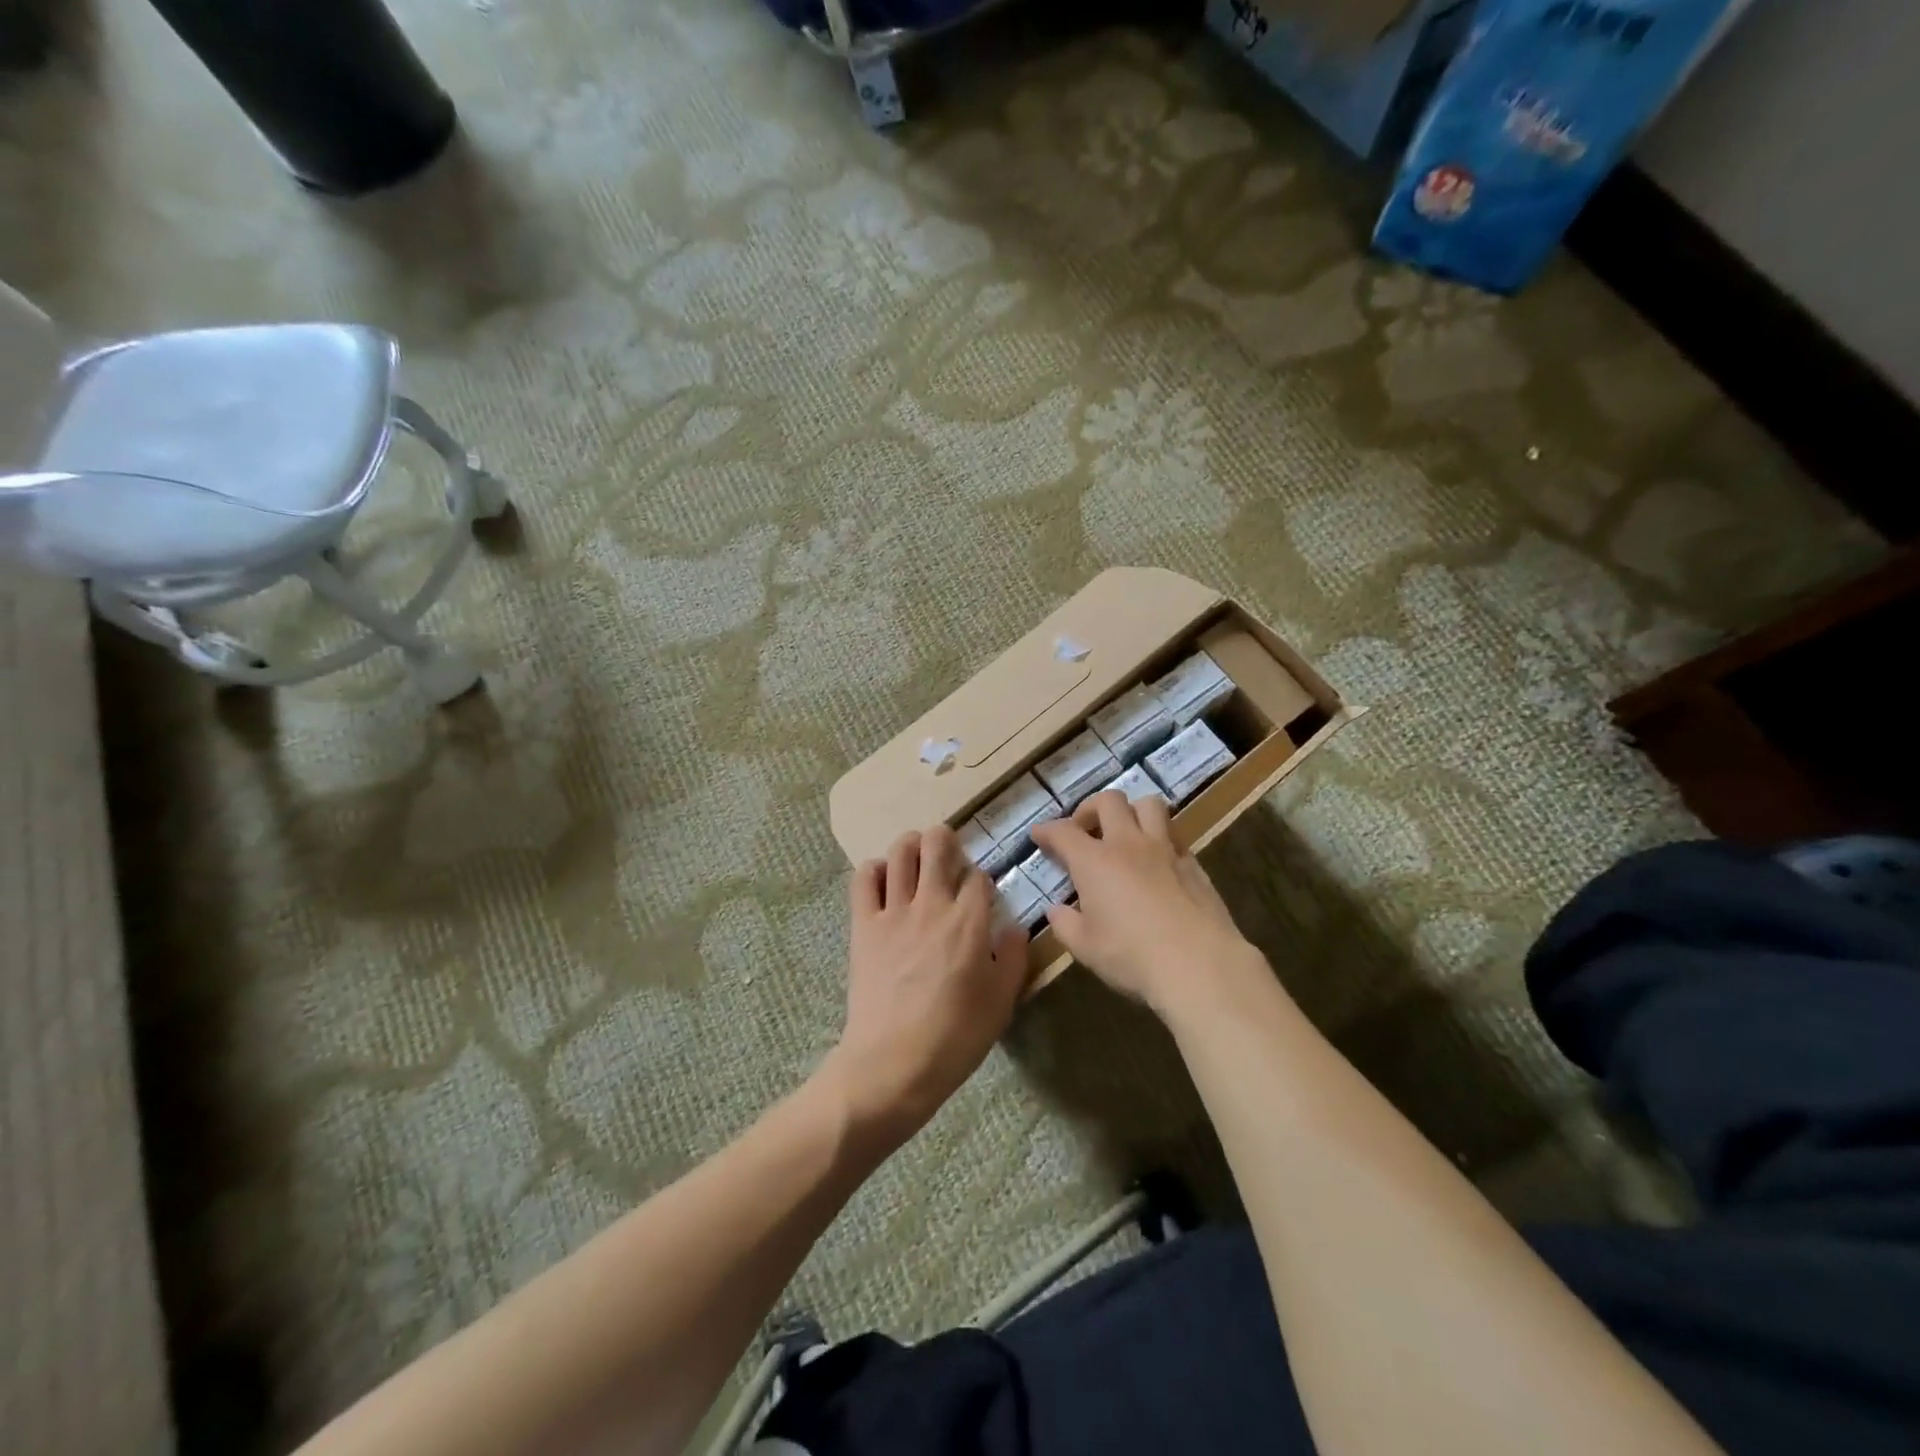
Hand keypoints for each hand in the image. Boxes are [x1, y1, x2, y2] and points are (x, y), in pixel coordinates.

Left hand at [824, 826, 1029, 1146]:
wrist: (892, 1063)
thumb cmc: (954, 1037)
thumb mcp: (1001, 1003)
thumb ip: (1013, 959)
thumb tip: (1015, 928)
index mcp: (969, 922)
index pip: (979, 877)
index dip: (982, 880)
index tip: (981, 895)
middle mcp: (932, 905)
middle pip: (938, 845)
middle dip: (946, 840)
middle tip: (949, 852)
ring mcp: (893, 912)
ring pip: (900, 853)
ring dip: (911, 845)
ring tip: (917, 855)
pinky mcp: (863, 925)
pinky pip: (864, 879)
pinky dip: (874, 869)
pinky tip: (883, 878)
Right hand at [1031, 791, 1251, 1013]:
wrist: (1199, 964)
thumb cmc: (1131, 956)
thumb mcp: (1085, 947)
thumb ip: (1065, 924)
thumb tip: (1057, 911)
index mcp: (1094, 861)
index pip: (1064, 832)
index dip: (1047, 830)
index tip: (1039, 835)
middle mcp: (1128, 844)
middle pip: (1109, 801)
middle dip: (1091, 809)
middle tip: (1085, 830)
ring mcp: (1165, 850)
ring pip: (1149, 805)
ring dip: (1132, 812)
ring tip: (1125, 834)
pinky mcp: (1193, 864)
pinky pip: (1174, 834)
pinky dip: (1160, 838)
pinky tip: (1156, 861)